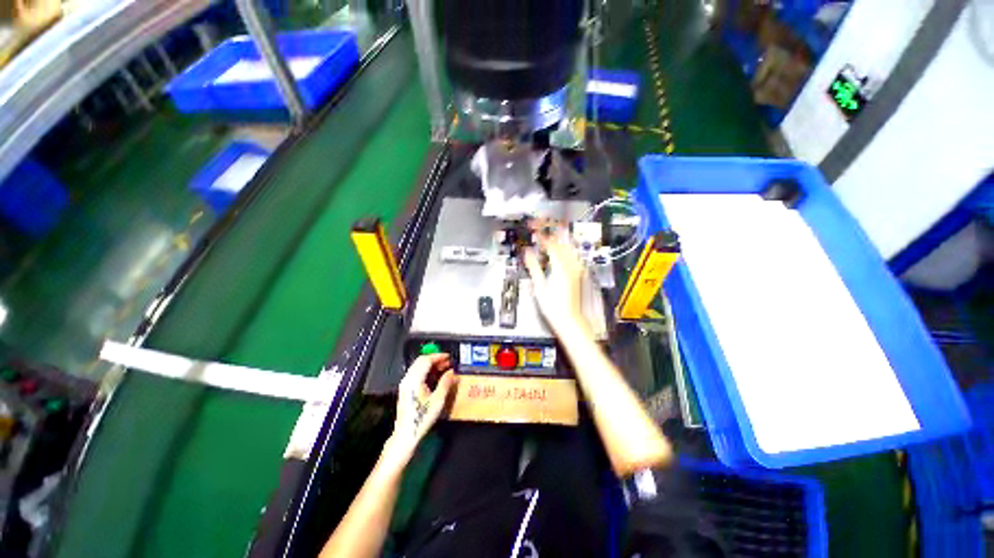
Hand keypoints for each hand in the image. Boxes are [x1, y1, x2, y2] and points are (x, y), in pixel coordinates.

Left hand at [388, 353, 456, 458]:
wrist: (406, 434)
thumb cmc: (421, 418)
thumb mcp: (438, 400)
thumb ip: (445, 383)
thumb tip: (452, 372)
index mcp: (414, 379)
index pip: (426, 360)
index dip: (438, 356)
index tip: (448, 357)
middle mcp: (408, 379)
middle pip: (421, 361)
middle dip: (435, 359)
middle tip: (447, 361)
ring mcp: (405, 384)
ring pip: (418, 366)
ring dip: (431, 364)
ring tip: (443, 368)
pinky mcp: (406, 389)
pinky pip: (416, 373)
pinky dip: (426, 371)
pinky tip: (435, 376)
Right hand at [524, 228, 588, 336]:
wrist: (570, 320)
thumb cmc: (553, 306)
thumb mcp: (539, 286)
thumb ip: (534, 266)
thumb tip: (527, 252)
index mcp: (561, 266)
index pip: (551, 242)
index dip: (541, 232)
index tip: (532, 226)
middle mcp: (572, 264)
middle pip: (562, 239)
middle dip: (550, 228)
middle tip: (539, 223)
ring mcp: (577, 267)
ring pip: (568, 244)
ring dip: (558, 235)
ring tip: (548, 230)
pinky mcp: (578, 272)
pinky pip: (572, 252)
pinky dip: (564, 245)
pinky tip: (558, 246)